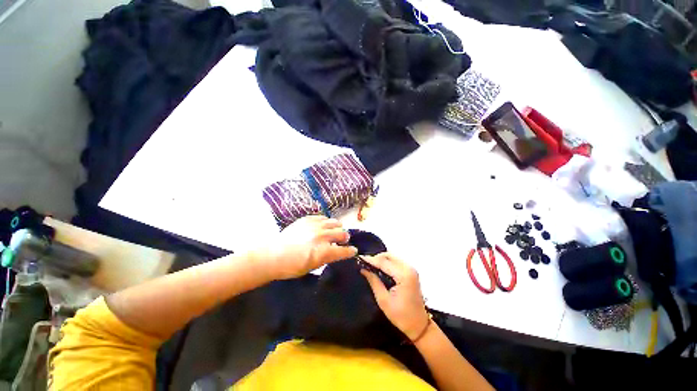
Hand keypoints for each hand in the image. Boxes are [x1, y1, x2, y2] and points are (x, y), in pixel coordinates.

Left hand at [259, 215, 357, 279]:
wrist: (273, 255)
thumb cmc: (292, 267)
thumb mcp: (312, 267)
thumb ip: (327, 258)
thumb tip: (336, 251)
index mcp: (324, 251)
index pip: (344, 250)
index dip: (351, 251)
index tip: (353, 250)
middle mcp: (322, 236)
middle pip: (342, 233)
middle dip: (345, 238)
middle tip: (343, 240)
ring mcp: (315, 226)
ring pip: (334, 222)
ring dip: (337, 227)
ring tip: (334, 231)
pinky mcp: (307, 219)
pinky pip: (323, 217)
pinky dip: (326, 222)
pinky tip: (323, 226)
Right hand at [360, 253, 429, 340]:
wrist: (419, 325)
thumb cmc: (401, 316)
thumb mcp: (383, 300)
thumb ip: (374, 281)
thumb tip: (363, 269)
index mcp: (403, 275)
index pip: (384, 262)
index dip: (371, 259)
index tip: (360, 258)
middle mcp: (409, 268)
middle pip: (389, 256)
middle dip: (376, 258)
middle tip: (365, 263)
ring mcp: (411, 269)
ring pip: (393, 257)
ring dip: (382, 259)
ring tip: (371, 265)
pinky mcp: (411, 272)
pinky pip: (396, 261)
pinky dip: (387, 262)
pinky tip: (380, 268)